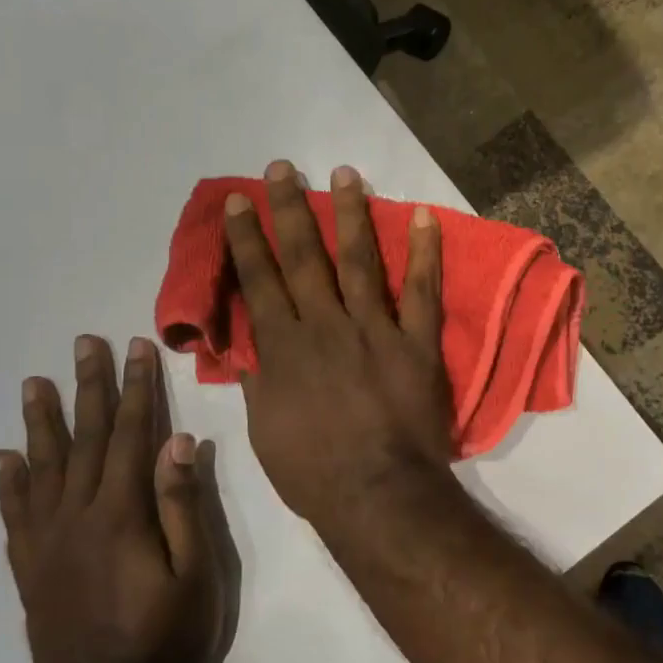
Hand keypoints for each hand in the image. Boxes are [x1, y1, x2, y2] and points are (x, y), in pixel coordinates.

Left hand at [0, 335, 225, 662]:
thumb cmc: (170, 633)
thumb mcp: (196, 569)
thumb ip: (182, 503)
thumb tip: (178, 441)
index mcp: (122, 513)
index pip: (130, 434)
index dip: (137, 388)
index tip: (137, 348)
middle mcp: (77, 517)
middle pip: (84, 439)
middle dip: (89, 387)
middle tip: (85, 344)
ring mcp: (47, 543)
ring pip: (41, 469)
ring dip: (41, 422)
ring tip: (34, 383)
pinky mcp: (30, 569)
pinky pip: (15, 516)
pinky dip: (8, 483)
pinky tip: (4, 457)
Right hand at [225, 160, 453, 527]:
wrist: (378, 493)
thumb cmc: (314, 472)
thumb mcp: (265, 431)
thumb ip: (259, 381)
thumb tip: (249, 347)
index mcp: (285, 349)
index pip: (259, 282)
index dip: (246, 239)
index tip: (238, 202)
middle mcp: (326, 327)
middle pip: (303, 258)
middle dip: (289, 210)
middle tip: (282, 168)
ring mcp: (375, 330)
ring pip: (359, 261)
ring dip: (350, 214)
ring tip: (345, 173)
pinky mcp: (416, 342)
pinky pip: (421, 290)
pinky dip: (425, 252)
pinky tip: (424, 216)